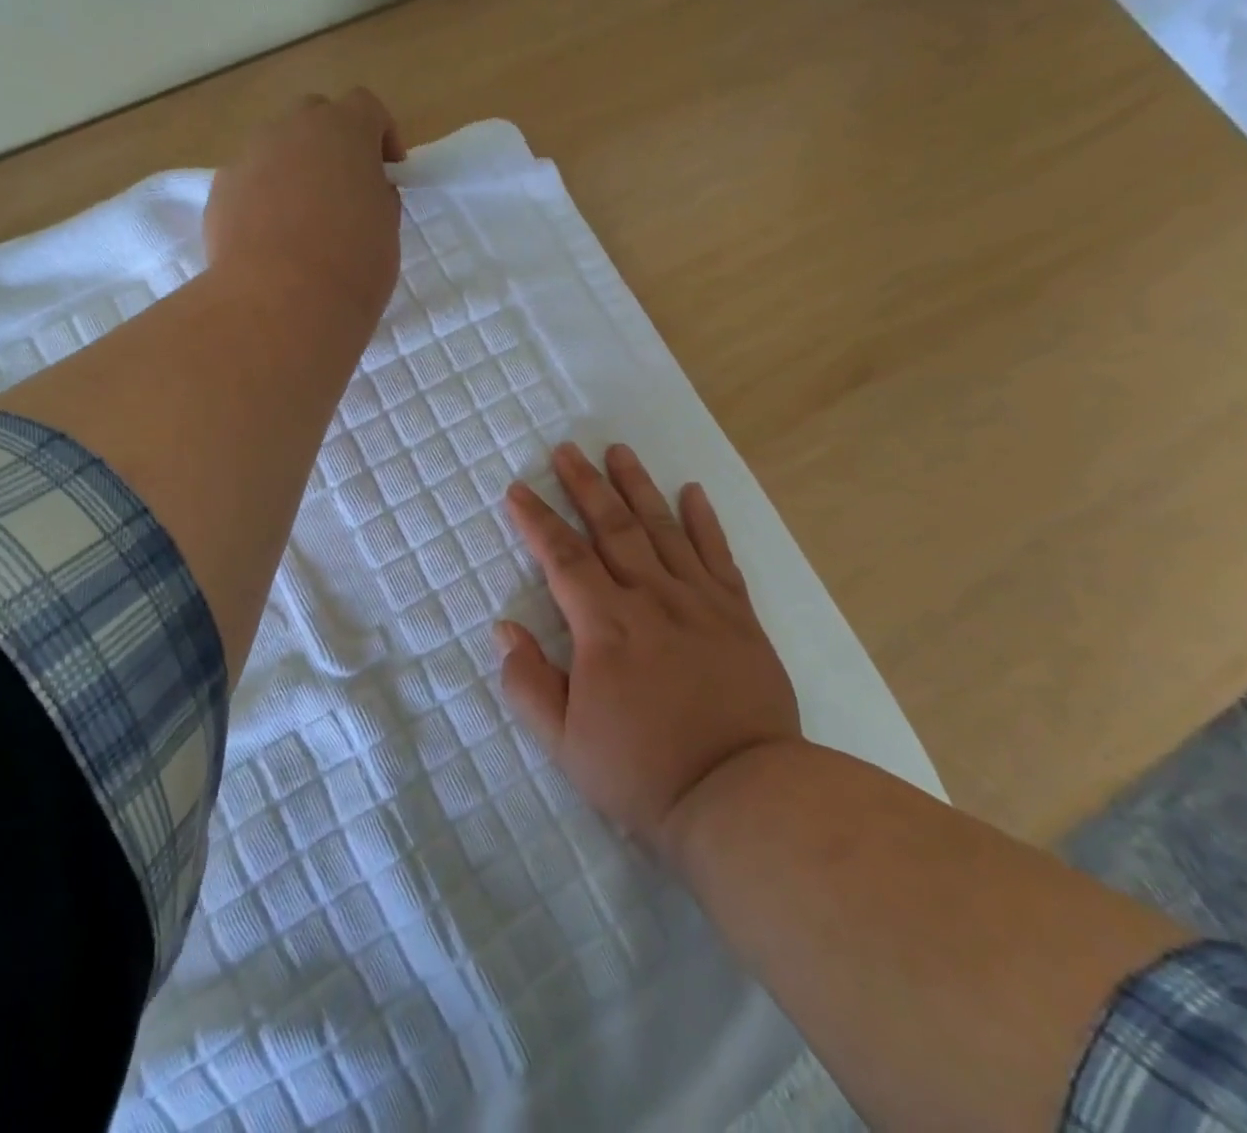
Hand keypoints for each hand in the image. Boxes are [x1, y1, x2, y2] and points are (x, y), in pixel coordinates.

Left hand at [204, 88, 405, 326]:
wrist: (280, 302)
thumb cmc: (351, 265)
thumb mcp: (386, 229)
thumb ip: (377, 196)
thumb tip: (364, 190)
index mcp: (342, 130)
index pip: (366, 107)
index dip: (381, 134)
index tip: (389, 170)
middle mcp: (291, 129)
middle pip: (314, 116)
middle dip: (332, 143)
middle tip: (345, 189)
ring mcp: (249, 157)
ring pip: (276, 148)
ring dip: (295, 170)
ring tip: (305, 220)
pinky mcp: (221, 191)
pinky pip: (250, 182)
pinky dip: (264, 199)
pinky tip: (273, 242)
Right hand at [498, 442, 801, 855]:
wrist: (742, 796)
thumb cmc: (643, 772)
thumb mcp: (565, 744)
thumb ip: (528, 683)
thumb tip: (505, 629)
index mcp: (606, 627)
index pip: (563, 558)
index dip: (537, 520)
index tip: (518, 489)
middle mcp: (651, 599)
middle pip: (612, 527)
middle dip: (585, 485)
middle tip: (567, 449)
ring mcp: (699, 602)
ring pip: (662, 529)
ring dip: (637, 487)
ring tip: (619, 451)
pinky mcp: (738, 614)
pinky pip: (718, 555)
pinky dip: (704, 520)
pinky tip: (692, 491)